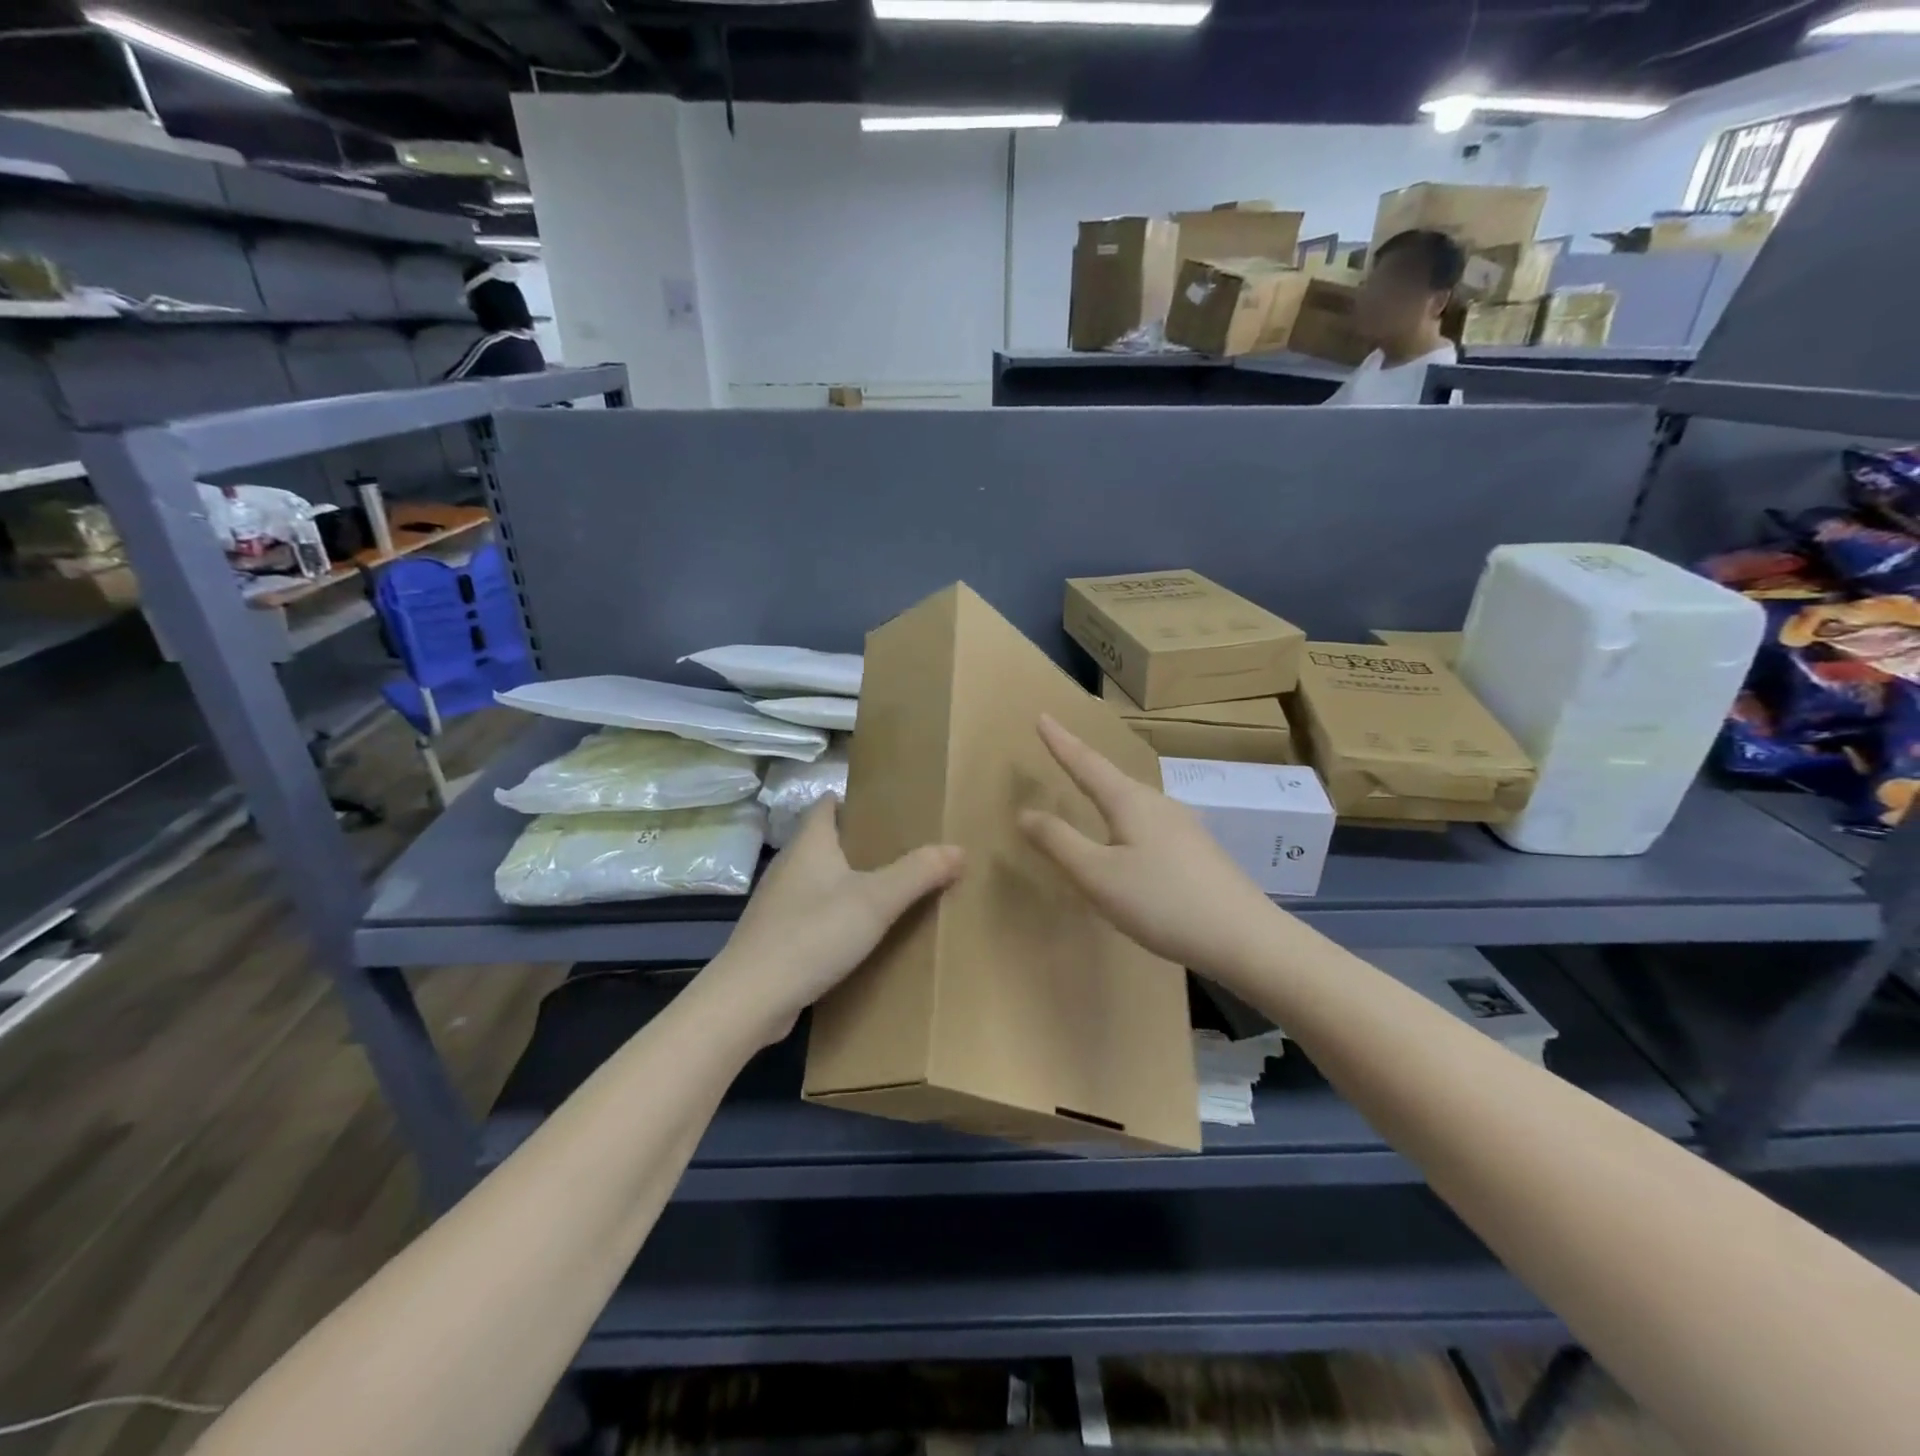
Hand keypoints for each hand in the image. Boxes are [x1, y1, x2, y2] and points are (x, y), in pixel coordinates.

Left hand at [701, 800, 963, 1047]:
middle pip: (825, 841)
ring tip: (886, 891)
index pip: (828, 805)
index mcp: (810, 844)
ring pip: (818, 880)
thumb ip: (918, 872)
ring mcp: (778, 903)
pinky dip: (834, 915)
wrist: (750, 998)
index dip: (854, 800)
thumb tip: (958, 848)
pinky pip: (811, 914)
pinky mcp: (775, 937)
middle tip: (901, 850)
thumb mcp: (876, 901)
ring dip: (847, 882)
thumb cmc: (813, 934)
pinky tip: (857, 934)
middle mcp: (789, 865)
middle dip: (859, 843)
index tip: (888, 808)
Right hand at [1018, 714, 1283, 987]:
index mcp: (1130, 802)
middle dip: (1084, 765)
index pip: (1086, 763)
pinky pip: (1150, 823)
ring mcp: (1184, 826)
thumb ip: (1059, 842)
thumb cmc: (1162, 902)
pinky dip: (1126, 820)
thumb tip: (1025, 812)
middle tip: (1061, 750)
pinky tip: (1130, 842)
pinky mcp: (1198, 850)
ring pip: (1134, 801)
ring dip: (1107, 793)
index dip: (1061, 742)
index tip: (1042, 716)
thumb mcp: (1098, 876)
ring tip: (1090, 791)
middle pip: (1113, 778)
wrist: (1245, 938)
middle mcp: (1159, 804)